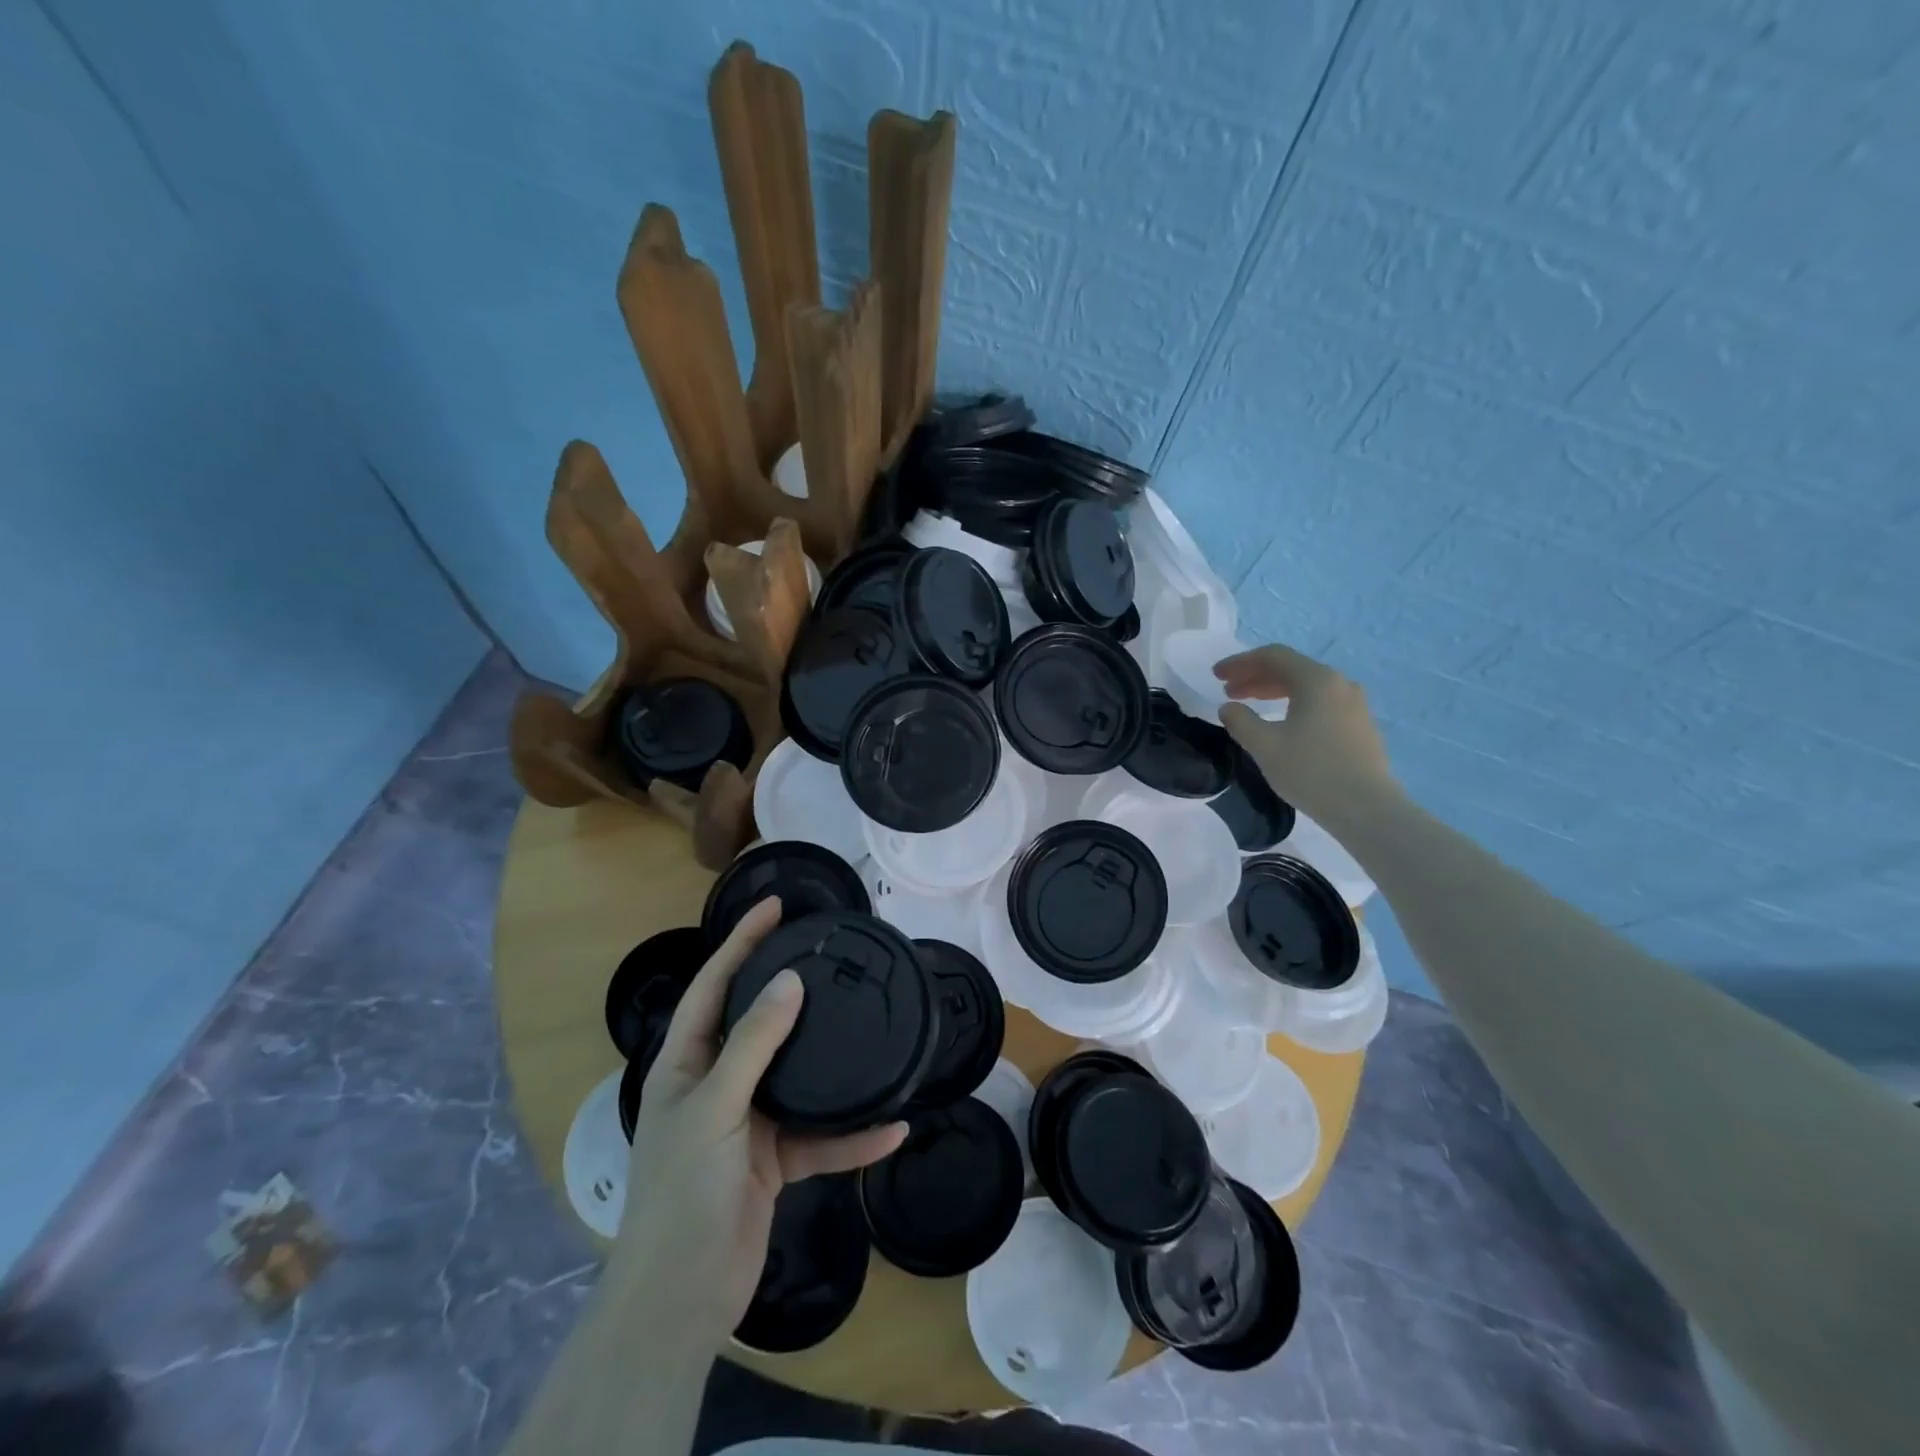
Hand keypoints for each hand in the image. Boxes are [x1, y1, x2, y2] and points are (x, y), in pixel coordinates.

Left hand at [613, 898, 906, 1348]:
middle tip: (828, 952)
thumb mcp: (716, 1108)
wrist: (682, 1300)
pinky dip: (853, 1137)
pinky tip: (892, 1128)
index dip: (741, 942)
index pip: (714, 986)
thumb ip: (753, 1043)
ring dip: (832, 1064)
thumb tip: (789, 981)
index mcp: (686, 1064)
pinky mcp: (775, 1161)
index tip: (776, 908)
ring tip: (868, 1027)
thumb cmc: (684, 1191)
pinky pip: (821, 1139)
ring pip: (797, 1078)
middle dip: (789, 988)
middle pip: (758, 1023)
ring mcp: (748, 1123)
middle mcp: (716, 1084)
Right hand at [1213, 643, 1398, 825]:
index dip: (1240, 663)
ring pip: (1306, 686)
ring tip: (1249, 705)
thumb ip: (1241, 720)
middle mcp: (1339, 683)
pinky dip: (1293, 704)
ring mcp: (1354, 704)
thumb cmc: (1311, 771)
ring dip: (1273, 691)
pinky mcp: (1359, 725)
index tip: (1216, 675)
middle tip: (1228, 690)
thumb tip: (1229, 707)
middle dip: (1255, 676)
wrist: (1366, 808)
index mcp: (1316, 680)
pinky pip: (1319, 702)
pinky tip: (1281, 723)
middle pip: (1290, 668)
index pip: (1272, 657)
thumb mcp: (1264, 745)